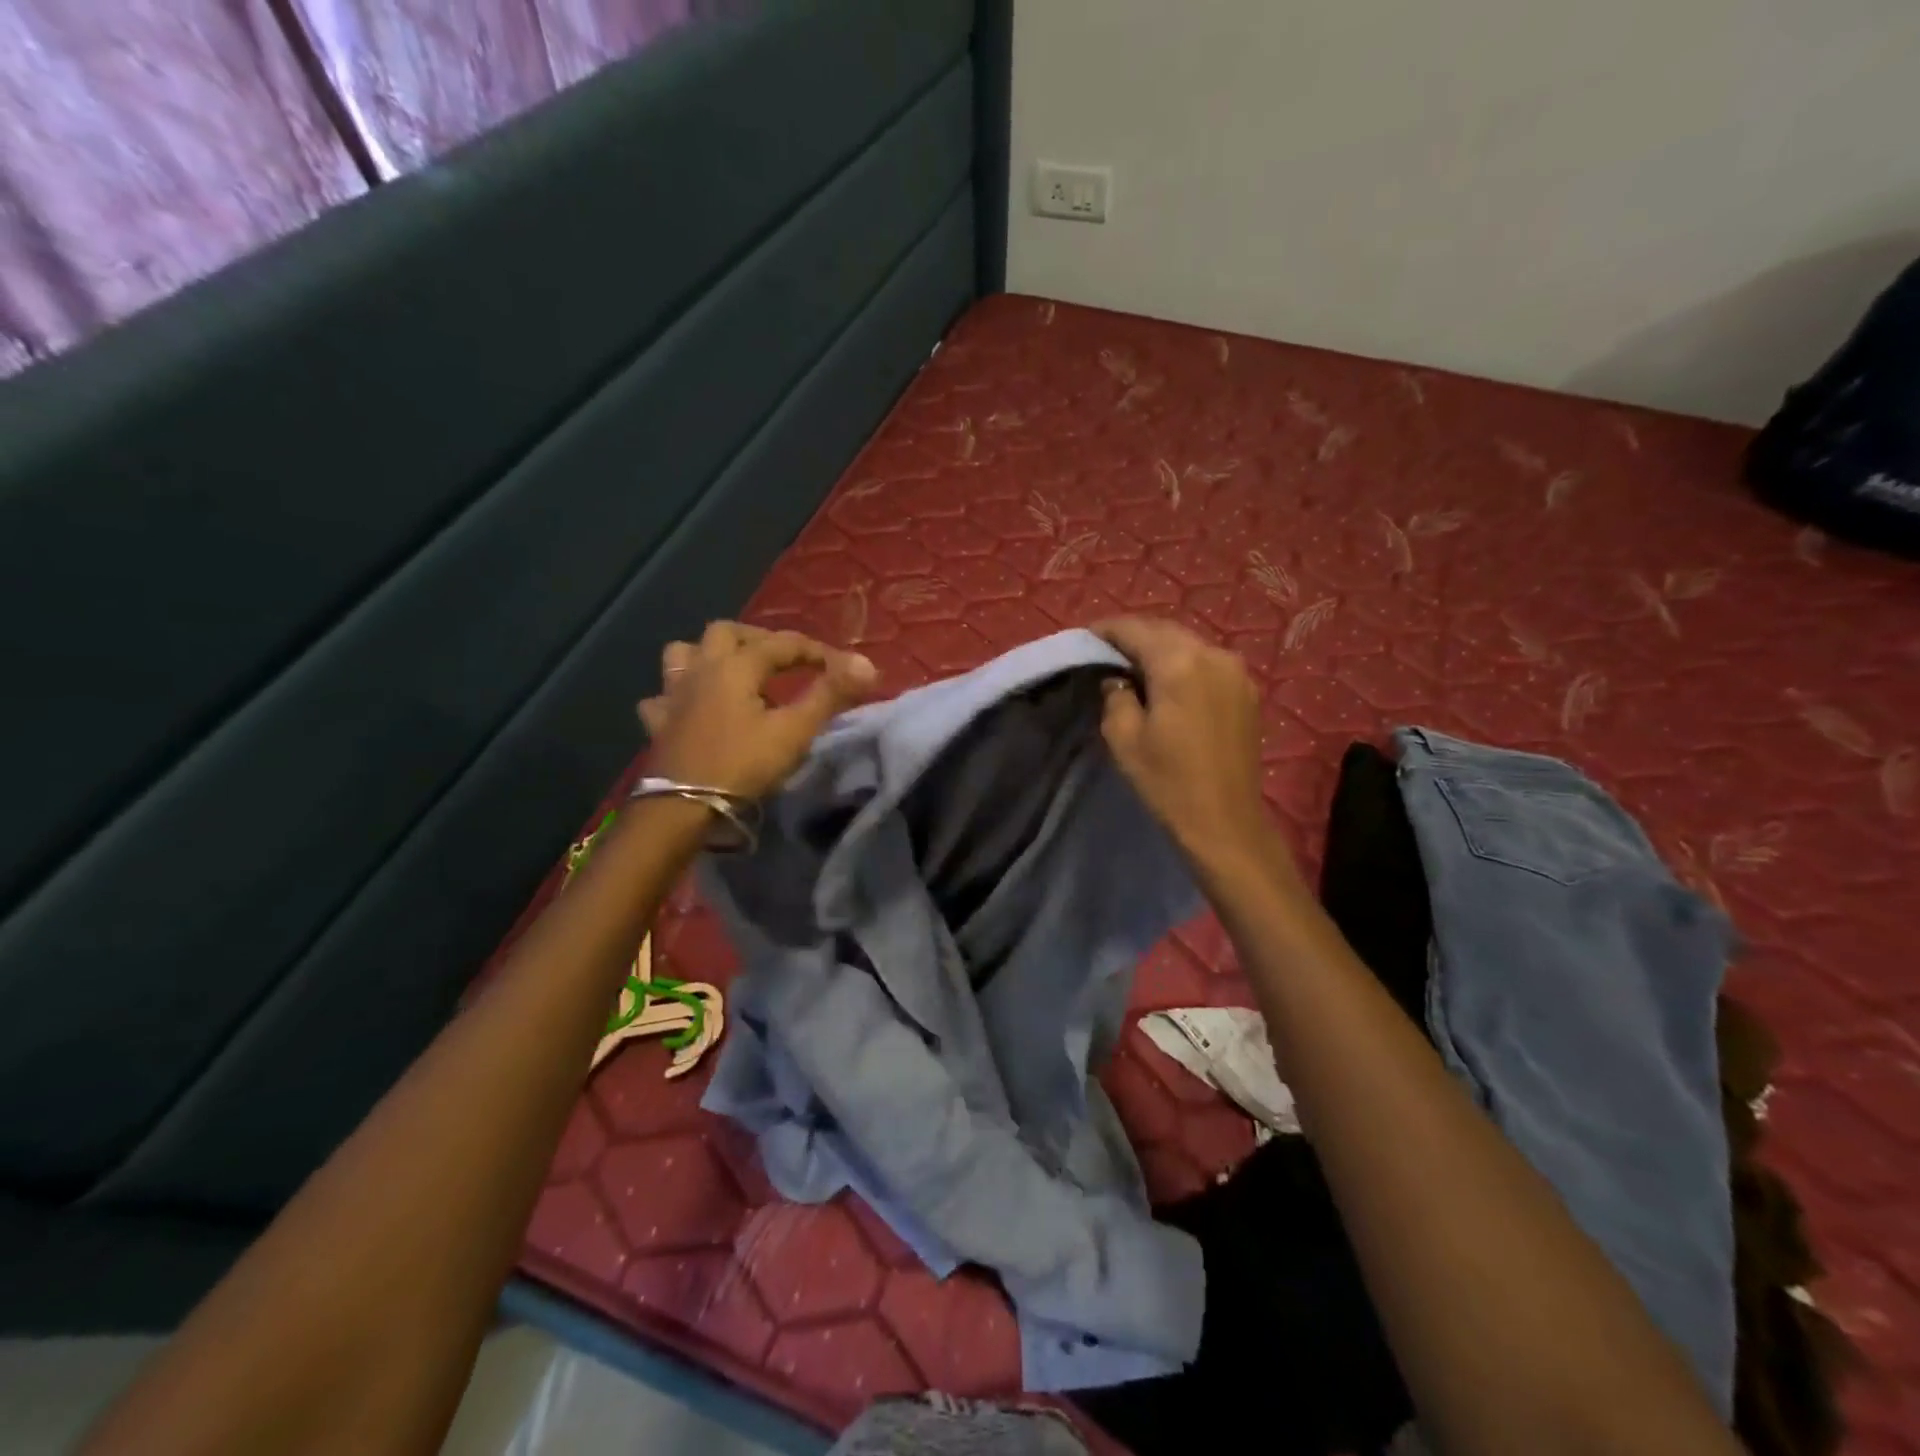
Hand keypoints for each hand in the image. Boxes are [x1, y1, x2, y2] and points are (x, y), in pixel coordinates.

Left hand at [637, 622, 878, 799]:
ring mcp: (673, 695)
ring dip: (709, 655)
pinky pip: (663, 696)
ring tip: (733, 672)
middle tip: (783, 660)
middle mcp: (701, 669)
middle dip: (758, 639)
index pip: (782, 644)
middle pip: (726, 632)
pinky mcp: (658, 723)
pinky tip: (692, 708)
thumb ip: (830, 695)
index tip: (841, 666)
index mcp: (736, 666)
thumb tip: (867, 664)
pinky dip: (679, 695)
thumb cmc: (743, 764)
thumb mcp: (795, 730)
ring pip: (684, 654)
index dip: (815, 651)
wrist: (684, 806)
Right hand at [1095, 618, 1292, 880]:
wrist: (1224, 821)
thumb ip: (1115, 695)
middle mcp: (1212, 655)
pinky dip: (1184, 664)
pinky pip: (1208, 662)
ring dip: (1161, 648)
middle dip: (1135, 636)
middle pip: (1165, 631)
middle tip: (1108, 650)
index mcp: (1179, 663)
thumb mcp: (1123, 737)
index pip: (1136, 630)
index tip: (1086, 637)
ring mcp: (1236, 671)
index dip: (1107, 630)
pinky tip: (1169, 682)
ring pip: (1189, 644)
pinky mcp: (1247, 690)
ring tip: (1135, 666)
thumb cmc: (1167, 781)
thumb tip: (1118, 679)